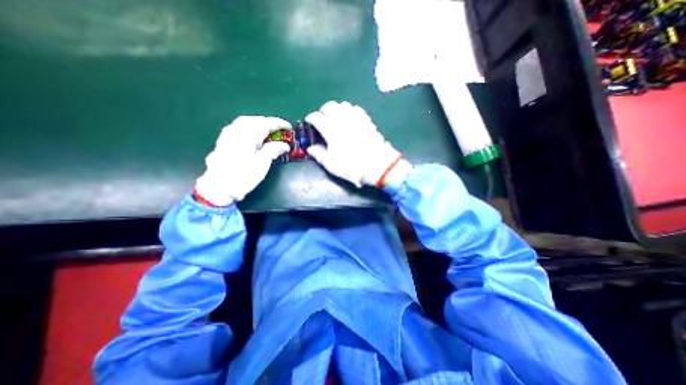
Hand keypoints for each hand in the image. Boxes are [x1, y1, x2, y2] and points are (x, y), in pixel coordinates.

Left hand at [194, 115, 289, 205]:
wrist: (219, 187)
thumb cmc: (243, 175)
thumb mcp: (262, 163)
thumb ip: (274, 150)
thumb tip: (285, 145)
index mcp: (248, 134)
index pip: (266, 123)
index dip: (279, 124)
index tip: (289, 127)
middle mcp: (237, 130)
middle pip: (255, 120)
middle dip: (268, 123)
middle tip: (280, 129)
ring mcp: (228, 135)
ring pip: (245, 123)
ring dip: (259, 124)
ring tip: (268, 132)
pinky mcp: (224, 141)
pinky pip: (239, 128)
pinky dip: (250, 129)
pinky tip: (253, 136)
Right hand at [306, 101, 411, 188]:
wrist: (376, 165)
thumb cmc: (351, 166)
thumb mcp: (331, 164)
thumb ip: (319, 154)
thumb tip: (310, 148)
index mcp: (331, 129)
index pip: (316, 117)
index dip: (311, 118)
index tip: (310, 122)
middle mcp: (342, 119)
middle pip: (329, 106)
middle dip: (323, 110)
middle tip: (322, 119)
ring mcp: (356, 118)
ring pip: (343, 105)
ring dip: (337, 109)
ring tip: (336, 117)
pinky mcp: (366, 120)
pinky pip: (356, 109)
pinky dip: (350, 111)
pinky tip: (350, 118)